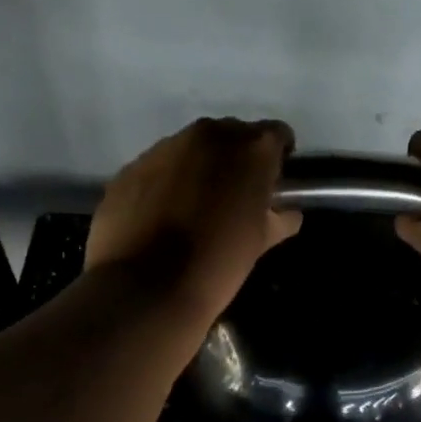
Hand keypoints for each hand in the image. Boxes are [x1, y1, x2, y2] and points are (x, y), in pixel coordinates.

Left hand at [85, 118, 302, 316]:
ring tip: (194, 205)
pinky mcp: (132, 166)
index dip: (278, 156)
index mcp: (252, 149)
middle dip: (237, 159)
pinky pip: (159, 166)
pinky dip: (166, 181)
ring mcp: (166, 147)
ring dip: (199, 168)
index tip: (273, 179)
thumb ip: (279, 218)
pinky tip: (161, 214)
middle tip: (235, 194)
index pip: (277, 134)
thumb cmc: (218, 262)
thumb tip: (288, 214)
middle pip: (233, 135)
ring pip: (192, 148)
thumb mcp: (260, 242)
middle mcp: (210, 135)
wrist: (145, 287)